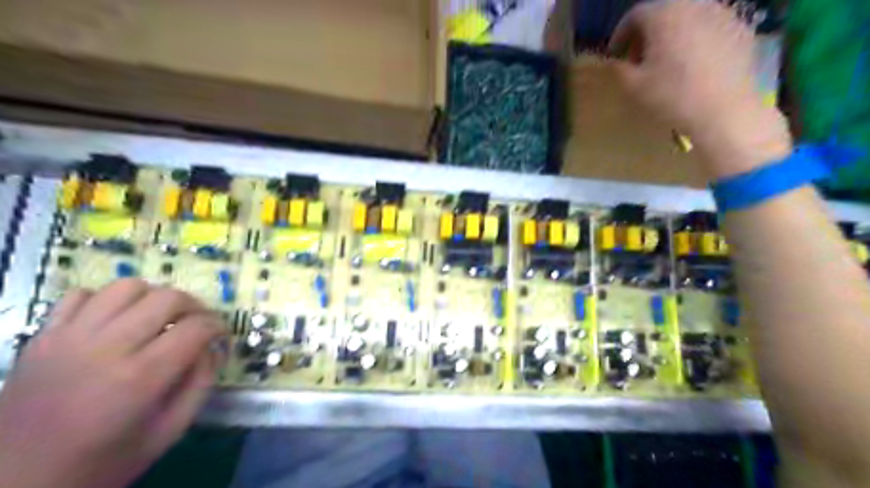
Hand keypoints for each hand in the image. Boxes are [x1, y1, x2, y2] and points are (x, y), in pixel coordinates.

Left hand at [1, 279, 226, 486]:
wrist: (14, 483)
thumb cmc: (103, 462)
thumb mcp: (169, 431)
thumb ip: (201, 384)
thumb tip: (213, 347)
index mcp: (141, 377)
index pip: (196, 328)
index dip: (219, 326)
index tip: (222, 335)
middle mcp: (106, 347)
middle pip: (168, 297)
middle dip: (195, 306)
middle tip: (197, 324)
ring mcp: (68, 338)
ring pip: (127, 286)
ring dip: (154, 296)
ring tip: (159, 318)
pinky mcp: (42, 337)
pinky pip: (81, 294)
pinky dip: (107, 299)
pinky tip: (116, 321)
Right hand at [606, 0, 793, 179]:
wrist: (723, 110)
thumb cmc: (671, 96)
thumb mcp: (633, 86)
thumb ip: (619, 68)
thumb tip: (615, 61)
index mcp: (664, 15)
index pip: (634, 15)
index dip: (620, 34)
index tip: (615, 55)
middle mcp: (694, 5)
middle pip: (662, 12)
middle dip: (646, 33)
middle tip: (639, 59)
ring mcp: (722, 14)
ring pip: (688, 17)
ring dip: (671, 34)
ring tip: (667, 61)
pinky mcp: (740, 28)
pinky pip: (709, 27)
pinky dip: (695, 39)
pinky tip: (693, 65)